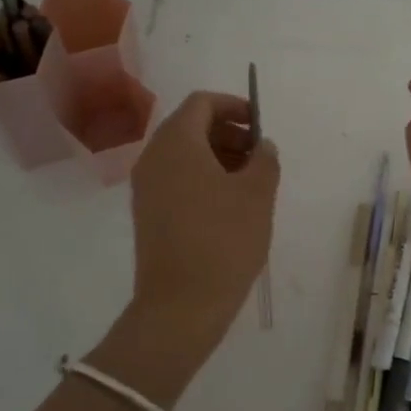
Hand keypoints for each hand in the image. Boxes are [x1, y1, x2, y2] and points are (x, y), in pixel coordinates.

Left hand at [100, 91, 279, 402]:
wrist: (179, 307)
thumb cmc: (223, 241)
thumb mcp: (257, 195)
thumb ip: (265, 159)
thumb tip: (262, 145)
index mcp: (177, 143)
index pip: (202, 103)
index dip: (234, 106)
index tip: (260, 127)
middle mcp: (154, 157)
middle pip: (191, 126)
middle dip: (228, 132)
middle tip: (259, 157)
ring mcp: (146, 186)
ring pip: (183, 153)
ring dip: (218, 156)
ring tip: (250, 183)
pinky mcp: (147, 212)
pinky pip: (176, 178)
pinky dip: (202, 177)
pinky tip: (229, 205)